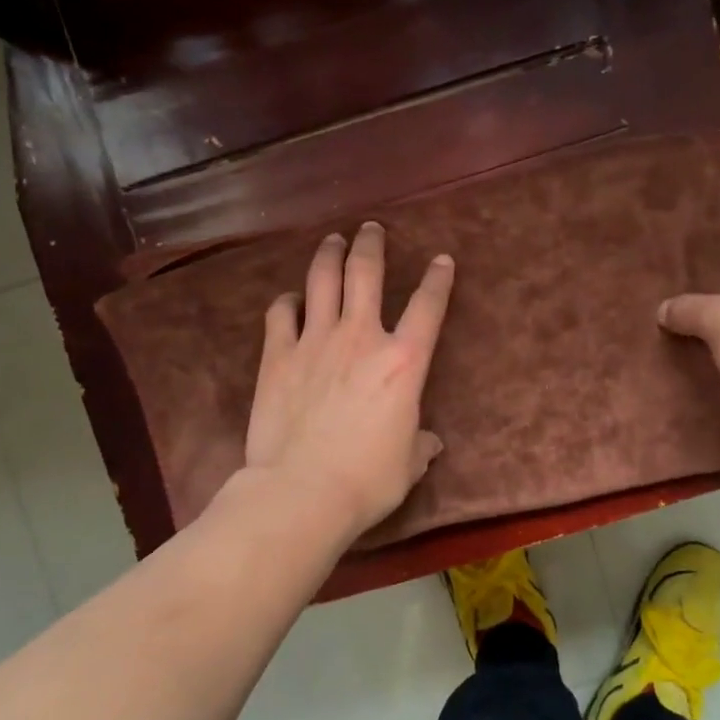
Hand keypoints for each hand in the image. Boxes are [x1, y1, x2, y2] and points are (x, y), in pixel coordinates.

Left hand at [242, 221, 454, 542]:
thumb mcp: (408, 465)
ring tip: (333, 240)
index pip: (429, 306)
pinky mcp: (277, 356)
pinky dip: (287, 301)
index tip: (442, 259)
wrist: (302, 491)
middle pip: (366, 273)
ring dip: (329, 255)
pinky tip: (291, 299)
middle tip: (371, 228)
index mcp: (403, 362)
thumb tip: (430, 443)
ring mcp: (315, 342)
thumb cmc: (367, 480)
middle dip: (371, 244)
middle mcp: (361, 338)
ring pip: (322, 280)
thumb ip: (420, 445)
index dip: (439, 279)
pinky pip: (280, 313)